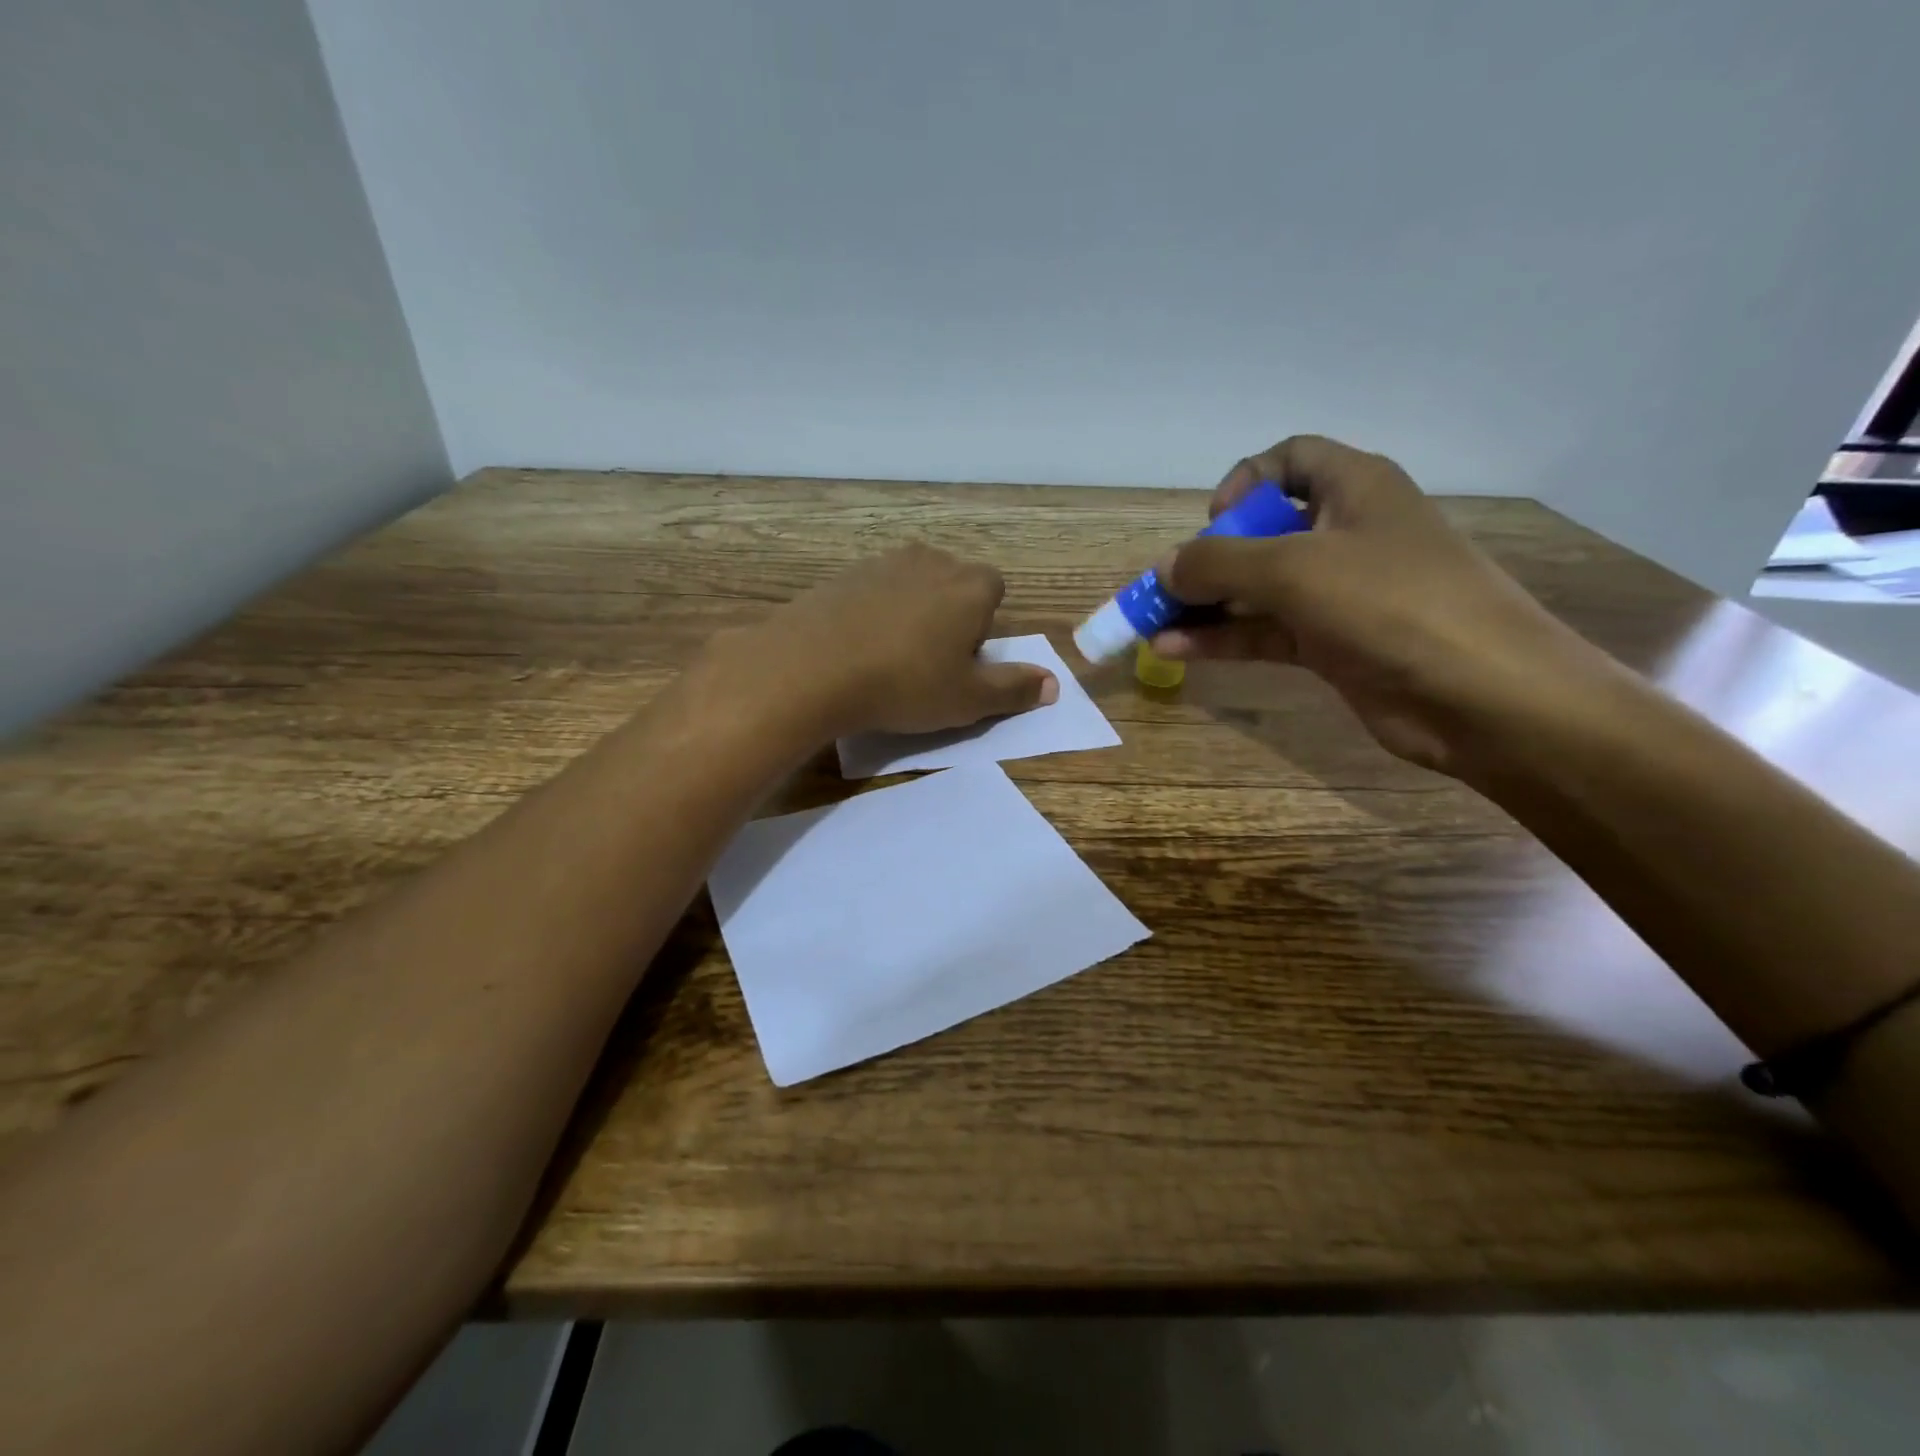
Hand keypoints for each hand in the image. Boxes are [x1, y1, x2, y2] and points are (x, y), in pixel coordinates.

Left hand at [713, 544, 1057, 738]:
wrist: (813, 667)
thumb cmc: (905, 684)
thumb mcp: (968, 699)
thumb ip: (1014, 689)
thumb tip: (1053, 685)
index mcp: (970, 586)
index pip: (994, 592)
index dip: (983, 627)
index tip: (962, 661)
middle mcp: (931, 561)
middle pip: (953, 585)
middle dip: (949, 616)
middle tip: (928, 663)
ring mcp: (883, 563)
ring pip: (912, 586)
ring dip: (910, 613)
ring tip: (890, 658)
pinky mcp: (843, 574)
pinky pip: (872, 592)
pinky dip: (872, 613)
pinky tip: (856, 648)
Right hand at [1154, 435, 1607, 775]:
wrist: (1482, 695)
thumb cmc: (1393, 604)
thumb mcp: (1295, 569)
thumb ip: (1220, 562)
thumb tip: (1165, 567)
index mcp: (1355, 488)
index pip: (1290, 459)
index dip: (1246, 481)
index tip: (1216, 522)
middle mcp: (1346, 533)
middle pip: (1263, 530)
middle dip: (1208, 557)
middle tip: (1165, 588)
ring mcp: (1339, 593)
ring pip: (1257, 588)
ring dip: (1204, 604)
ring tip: (1152, 623)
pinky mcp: (1332, 644)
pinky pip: (1264, 631)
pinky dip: (1222, 638)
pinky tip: (1175, 650)